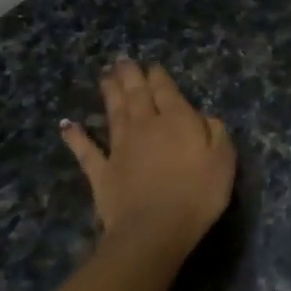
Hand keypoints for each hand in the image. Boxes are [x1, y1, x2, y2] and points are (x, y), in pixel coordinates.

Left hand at [61, 59, 235, 262]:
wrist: (155, 230)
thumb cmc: (197, 194)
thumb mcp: (223, 160)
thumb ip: (215, 132)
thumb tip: (205, 116)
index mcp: (177, 120)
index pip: (166, 91)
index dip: (159, 77)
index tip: (153, 66)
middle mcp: (145, 126)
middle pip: (136, 95)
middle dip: (131, 76)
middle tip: (122, 60)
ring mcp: (120, 148)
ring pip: (114, 113)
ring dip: (110, 93)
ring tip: (105, 76)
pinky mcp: (102, 172)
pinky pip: (86, 150)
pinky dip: (76, 136)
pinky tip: (67, 125)